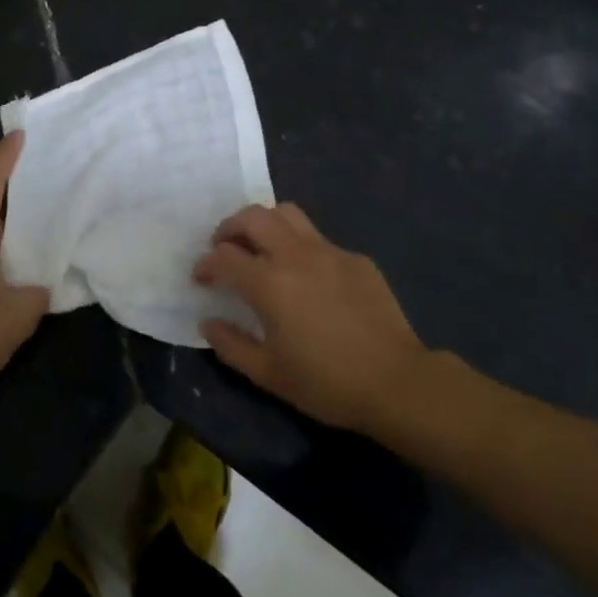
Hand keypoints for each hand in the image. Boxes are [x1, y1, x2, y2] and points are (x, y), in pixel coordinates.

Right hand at [194, 203, 431, 435]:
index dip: (205, 264)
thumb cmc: (326, 383)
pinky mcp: (355, 258)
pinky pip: (318, 238)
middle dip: (229, 228)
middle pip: (252, 217)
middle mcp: (295, 255)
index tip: (201, 278)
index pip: (224, 256)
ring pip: (287, 214)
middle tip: (224, 248)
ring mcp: (329, 252)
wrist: (396, 382)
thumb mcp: (268, 374)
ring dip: (265, 223)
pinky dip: (300, 246)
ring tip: (261, 247)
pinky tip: (306, 276)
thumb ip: (230, 344)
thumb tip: (208, 322)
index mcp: (269, 283)